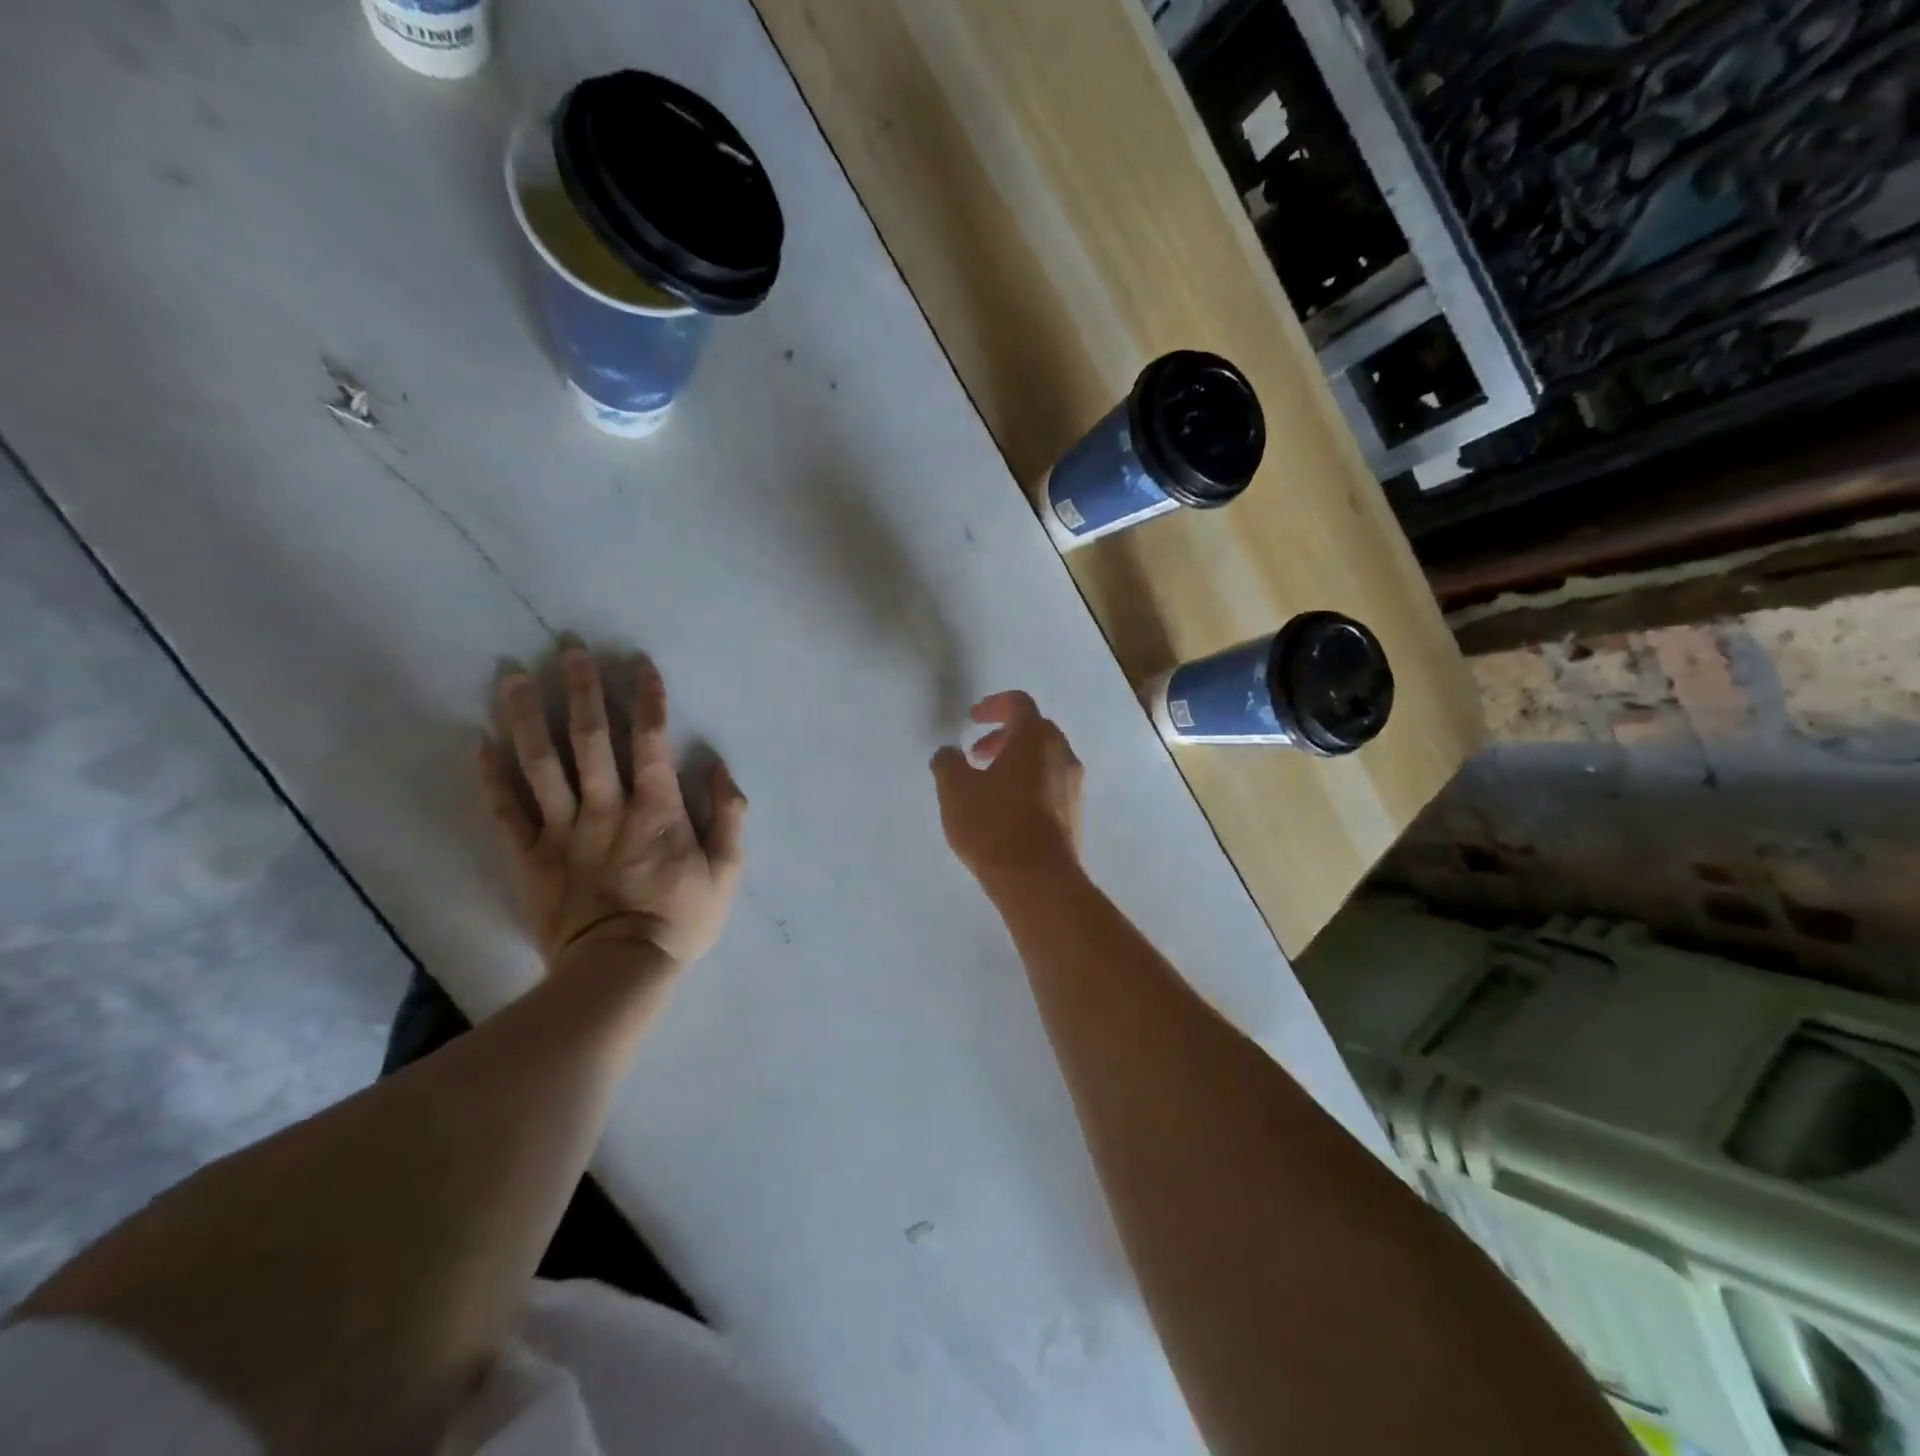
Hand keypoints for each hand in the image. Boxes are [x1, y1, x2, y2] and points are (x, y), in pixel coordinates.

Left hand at [479, 649, 746, 966]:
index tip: (638, 663)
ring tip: (513, 677)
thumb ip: (728, 815)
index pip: (650, 740)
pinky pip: (507, 812)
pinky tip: (479, 744)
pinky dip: (491, 778)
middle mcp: (606, 807)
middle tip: (568, 649)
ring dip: (526, 717)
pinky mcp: (531, 857)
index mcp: (655, 808)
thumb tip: (719, 766)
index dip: (646, 698)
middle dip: (581, 690)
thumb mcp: (728, 871)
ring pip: (540, 764)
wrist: (620, 972)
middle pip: (589, 739)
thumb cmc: (681, 919)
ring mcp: (562, 831)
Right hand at [930, 691, 1083, 895]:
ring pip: (1044, 758)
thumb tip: (949, 753)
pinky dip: (1028, 783)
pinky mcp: (1075, 813)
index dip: (993, 705)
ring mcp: (1073, 785)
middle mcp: (1062, 753)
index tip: (972, 719)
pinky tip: (1006, 810)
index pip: (1018, 703)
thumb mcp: (955, 790)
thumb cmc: (994, 825)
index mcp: (1035, 738)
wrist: (1038, 880)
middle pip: (1034, 730)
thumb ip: (947, 763)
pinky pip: (1051, 784)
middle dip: (1003, 736)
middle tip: (976, 754)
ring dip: (1016, 762)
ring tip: (987, 786)